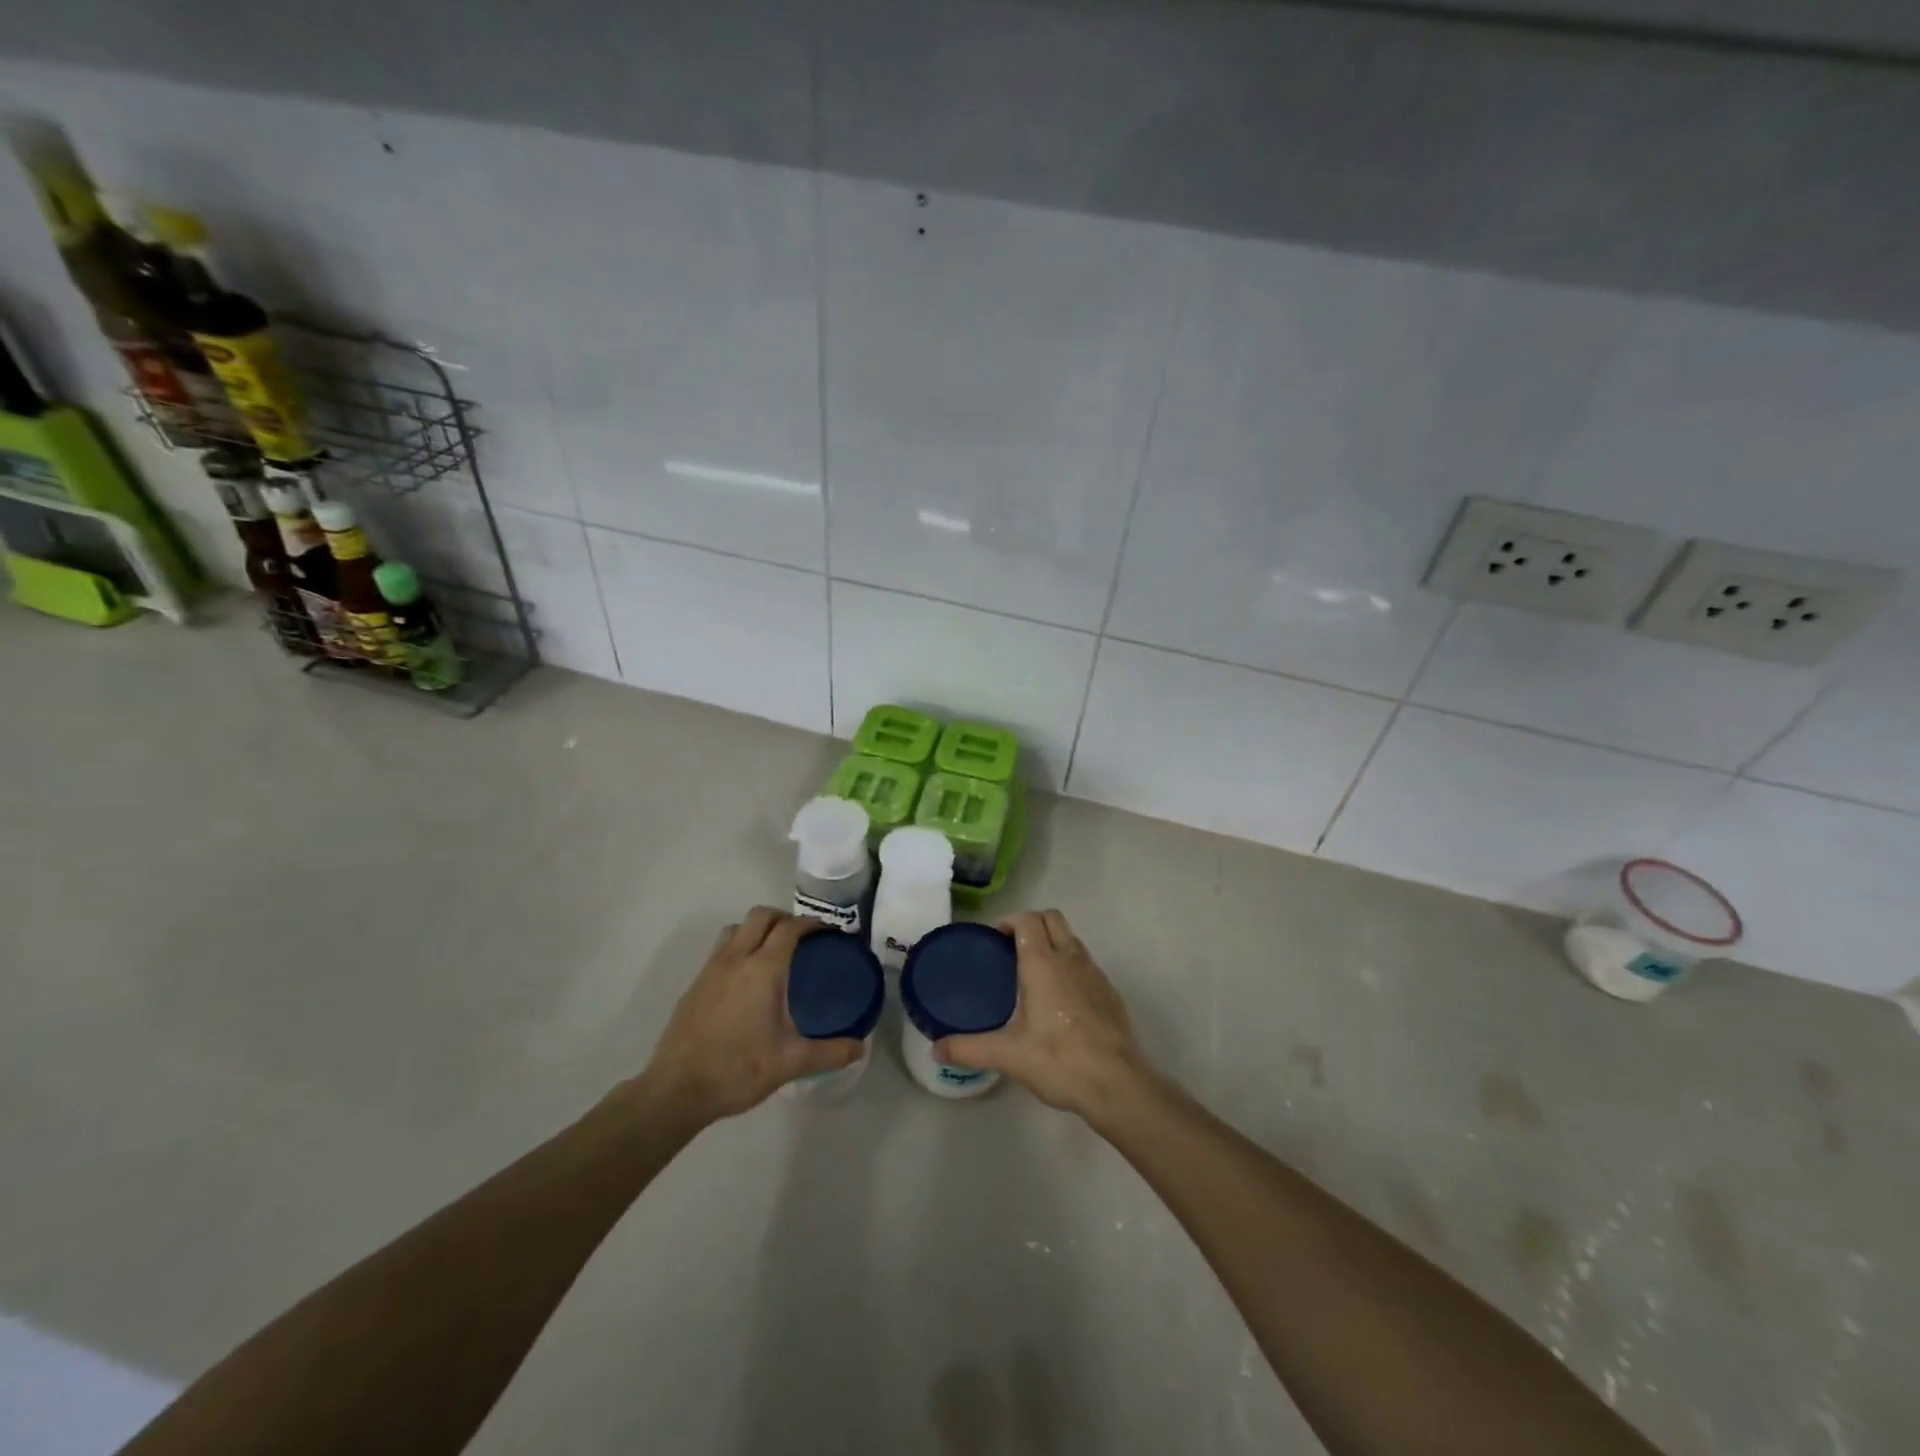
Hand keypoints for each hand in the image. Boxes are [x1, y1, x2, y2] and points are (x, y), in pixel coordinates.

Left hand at [637, 907, 862, 1127]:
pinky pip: (719, 951)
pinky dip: (737, 949)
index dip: (811, 923)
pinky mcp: (694, 986)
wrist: (676, 1090)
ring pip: (735, 929)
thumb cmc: (738, 1069)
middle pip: (760, 916)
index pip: (790, 928)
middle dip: (783, 918)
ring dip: (756, 929)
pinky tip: (744, 981)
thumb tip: (860, 1048)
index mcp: (764, 969)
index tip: (828, 931)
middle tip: (801, 937)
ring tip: (771, 951)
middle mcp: (736, 959)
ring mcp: (710, 970)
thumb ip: (830, 1052)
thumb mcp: (791, 1063)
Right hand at [935, 909, 1154, 1121]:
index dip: (1009, 921)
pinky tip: (1060, 1000)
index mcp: (1043, 963)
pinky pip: (1086, 964)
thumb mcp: (1008, 1056)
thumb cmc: (1059, 1061)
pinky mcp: (1110, 992)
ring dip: (1053, 943)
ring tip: (1033, 973)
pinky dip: (1070, 966)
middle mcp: (1071, 959)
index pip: (1028, 920)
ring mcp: (1095, 974)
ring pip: (1071, 939)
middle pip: (1052, 919)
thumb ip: (969, 1049)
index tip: (994, 939)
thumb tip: (937, 1049)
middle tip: (1011, 949)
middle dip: (1031, 924)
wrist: (1117, 1084)